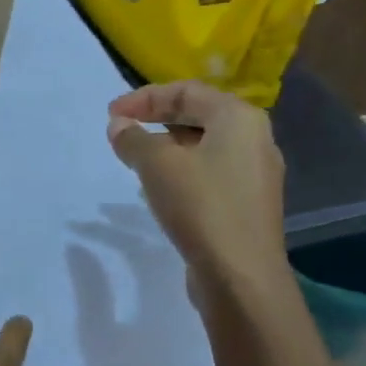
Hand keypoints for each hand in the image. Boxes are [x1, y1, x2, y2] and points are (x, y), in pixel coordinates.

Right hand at [106, 80, 289, 308]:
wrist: (240, 274)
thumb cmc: (201, 206)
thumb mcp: (156, 165)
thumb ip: (133, 139)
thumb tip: (119, 125)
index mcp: (239, 118)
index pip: (187, 90)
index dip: (144, 97)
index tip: (111, 114)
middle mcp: (254, 139)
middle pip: (199, 114)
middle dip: (156, 118)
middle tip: (121, 130)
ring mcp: (254, 173)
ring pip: (203, 145)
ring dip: (166, 146)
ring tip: (135, 158)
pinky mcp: (247, 203)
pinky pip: (209, 172)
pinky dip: (181, 170)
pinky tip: (159, 188)